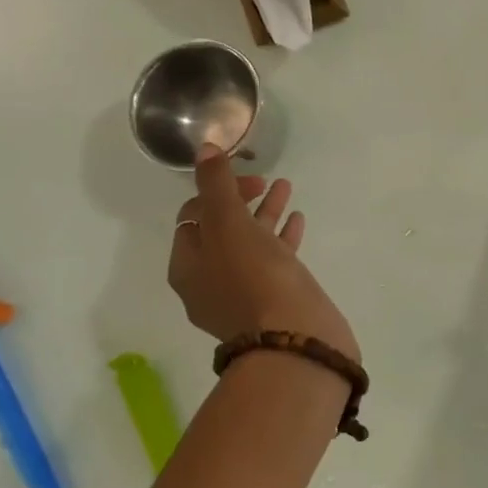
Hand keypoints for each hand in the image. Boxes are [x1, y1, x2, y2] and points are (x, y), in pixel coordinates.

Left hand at [166, 147, 359, 359]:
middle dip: (241, 199)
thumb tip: (204, 148)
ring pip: (251, 243)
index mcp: (188, 266)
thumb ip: (216, 183)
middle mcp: (210, 282)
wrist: (294, 339)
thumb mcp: (228, 223)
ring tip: (286, 188)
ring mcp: (244, 295)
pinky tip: (298, 219)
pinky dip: (283, 237)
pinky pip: (274, 261)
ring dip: (265, 213)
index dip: (215, 188)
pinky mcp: (274, 301)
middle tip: (265, 180)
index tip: (245, 176)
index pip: (193, 215)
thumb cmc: (253, 277)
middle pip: (222, 229)